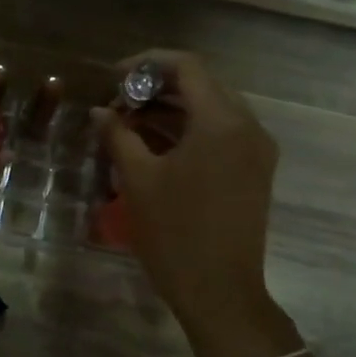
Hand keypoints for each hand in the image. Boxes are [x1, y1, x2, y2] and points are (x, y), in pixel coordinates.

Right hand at [98, 51, 277, 332]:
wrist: (220, 292)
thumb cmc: (175, 233)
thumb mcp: (138, 179)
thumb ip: (118, 135)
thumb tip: (100, 111)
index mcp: (221, 121)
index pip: (187, 67)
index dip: (146, 64)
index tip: (113, 78)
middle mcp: (247, 126)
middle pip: (201, 84)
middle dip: (156, 87)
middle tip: (118, 103)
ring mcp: (256, 149)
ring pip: (211, 109)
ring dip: (171, 109)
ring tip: (129, 124)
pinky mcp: (255, 170)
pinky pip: (221, 133)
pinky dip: (188, 130)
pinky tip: (155, 144)